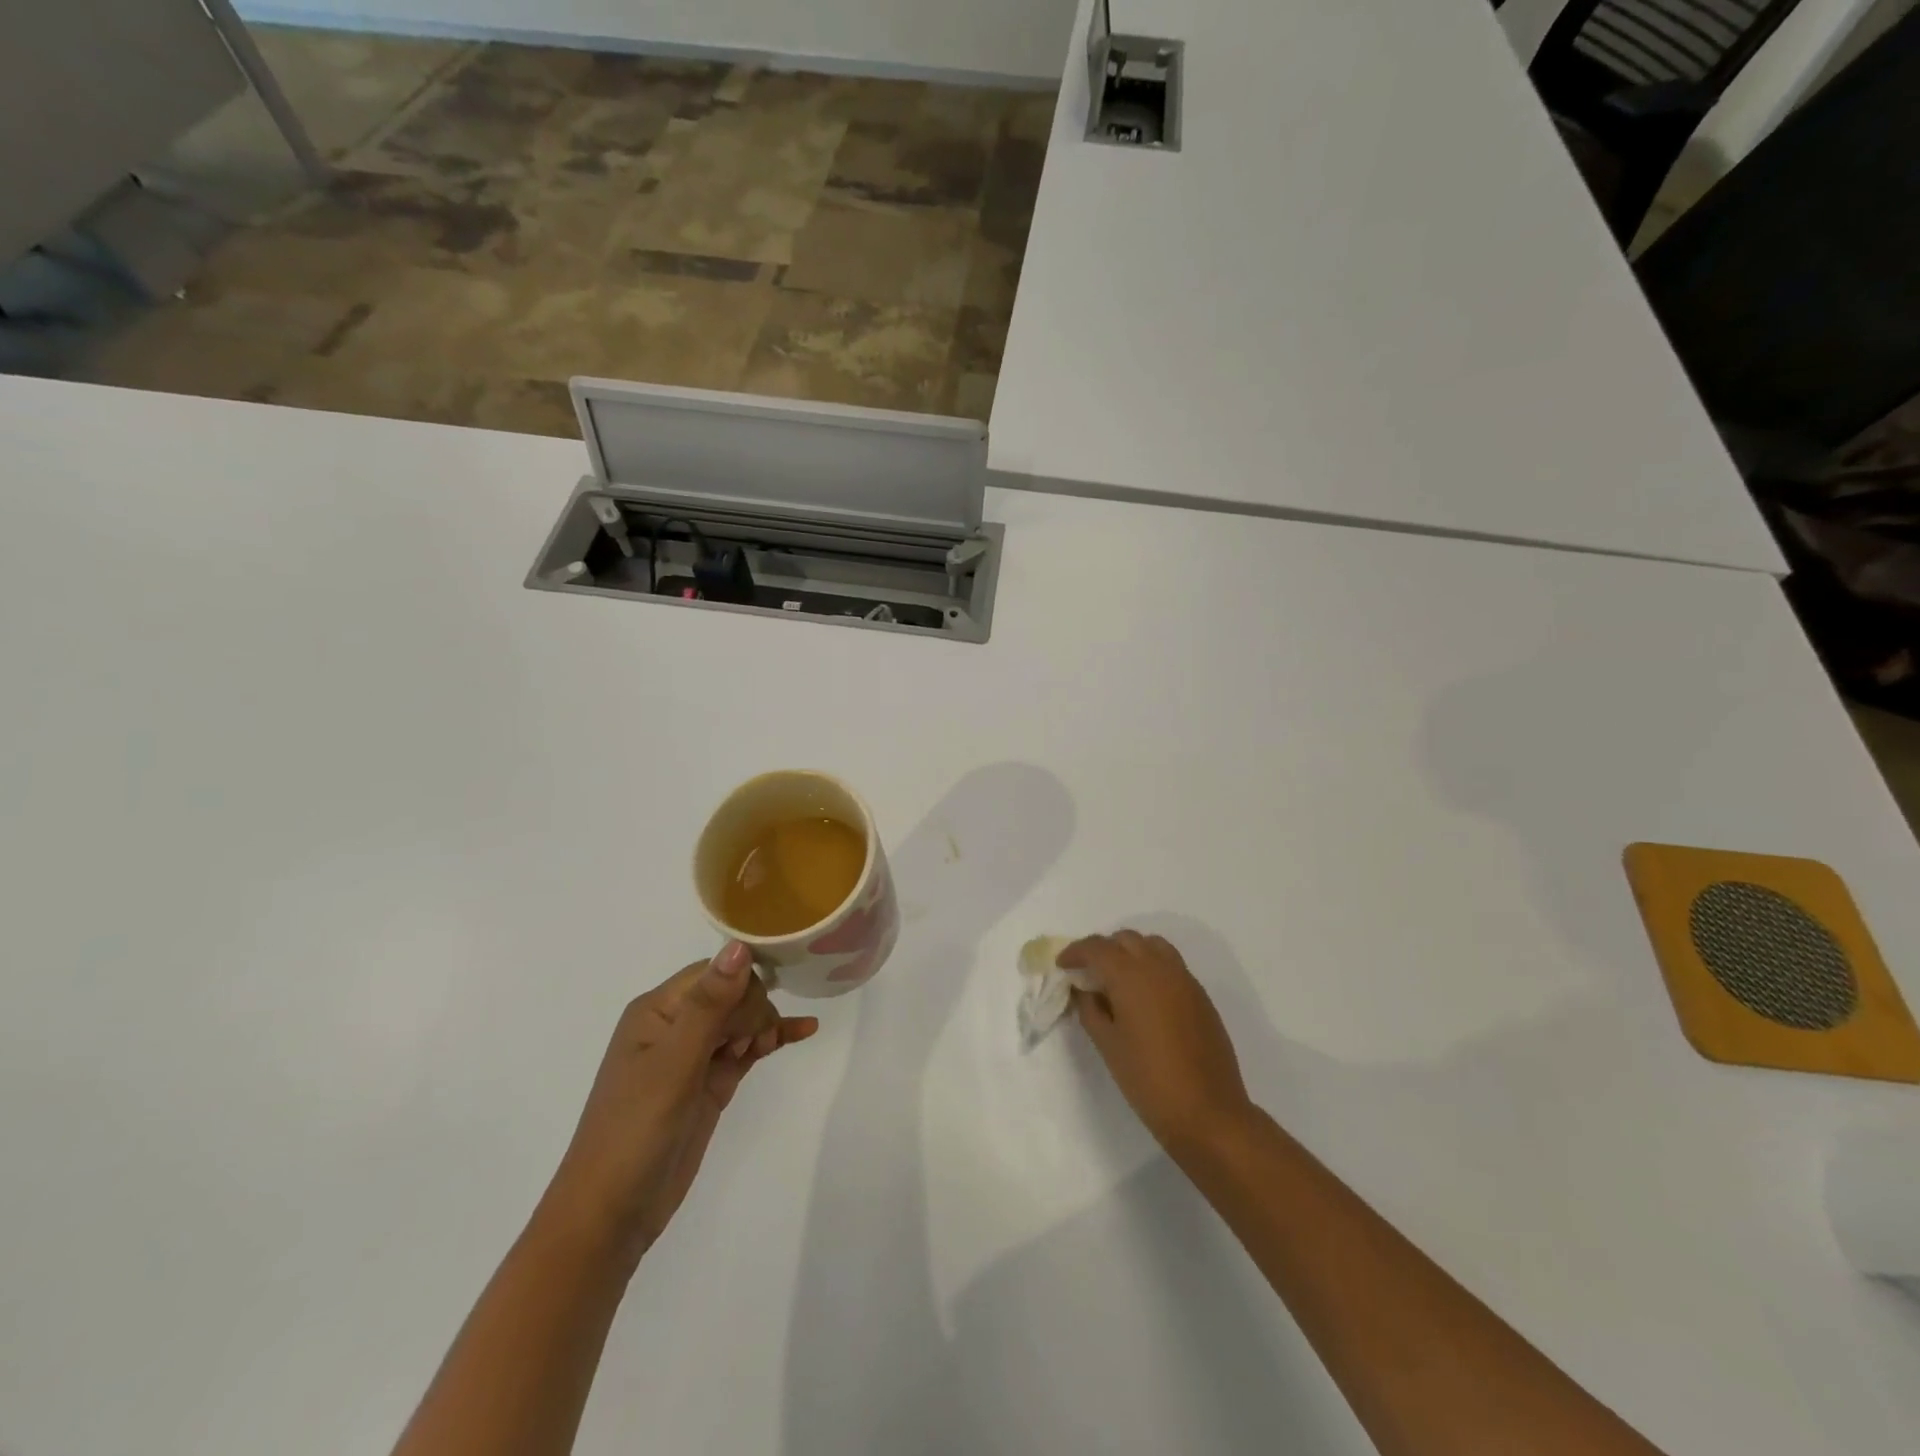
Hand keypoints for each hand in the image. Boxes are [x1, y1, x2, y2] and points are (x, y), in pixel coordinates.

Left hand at [541, 943, 818, 1267]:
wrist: (612, 1214)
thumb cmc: (635, 1130)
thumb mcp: (673, 1063)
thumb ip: (709, 1004)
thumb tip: (741, 945)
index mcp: (657, 1010)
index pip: (714, 973)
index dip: (741, 985)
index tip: (755, 1015)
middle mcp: (675, 1025)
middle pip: (732, 993)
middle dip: (752, 1010)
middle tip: (748, 1046)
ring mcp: (694, 1056)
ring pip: (742, 1019)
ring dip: (764, 1024)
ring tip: (766, 1047)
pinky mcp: (710, 1083)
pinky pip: (747, 1049)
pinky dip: (771, 1040)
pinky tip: (804, 1031)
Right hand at [1062, 930, 1254, 1157]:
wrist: (1207, 1111)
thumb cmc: (1148, 1079)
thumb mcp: (1107, 1045)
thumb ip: (1090, 1010)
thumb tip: (1085, 990)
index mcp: (1131, 975)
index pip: (1097, 947)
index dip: (1075, 952)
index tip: (1062, 965)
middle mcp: (1158, 967)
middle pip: (1125, 939)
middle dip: (1103, 949)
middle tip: (1088, 972)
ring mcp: (1184, 979)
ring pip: (1152, 945)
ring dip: (1130, 951)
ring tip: (1118, 978)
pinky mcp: (1200, 995)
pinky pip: (1171, 964)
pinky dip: (1151, 966)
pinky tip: (1145, 996)